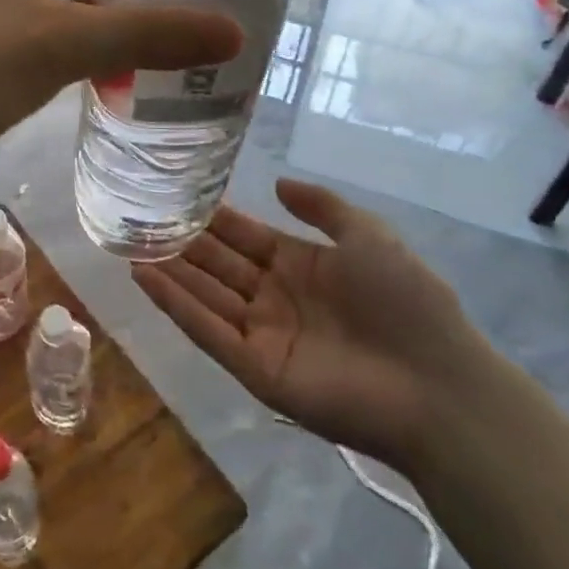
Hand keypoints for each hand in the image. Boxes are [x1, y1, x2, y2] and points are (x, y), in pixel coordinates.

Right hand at [133, 179, 492, 476]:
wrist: (439, 385)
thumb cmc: (407, 302)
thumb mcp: (369, 237)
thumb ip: (323, 207)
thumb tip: (277, 182)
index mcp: (300, 266)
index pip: (243, 236)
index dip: (211, 217)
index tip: (174, 193)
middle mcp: (274, 297)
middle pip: (217, 264)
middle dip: (181, 241)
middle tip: (137, 216)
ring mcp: (263, 335)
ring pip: (205, 295)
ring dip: (169, 270)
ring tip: (128, 243)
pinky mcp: (256, 370)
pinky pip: (208, 332)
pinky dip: (176, 305)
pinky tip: (145, 277)